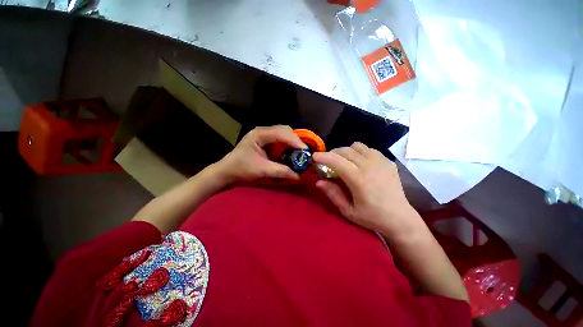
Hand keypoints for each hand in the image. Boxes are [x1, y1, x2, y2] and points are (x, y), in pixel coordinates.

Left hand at [215, 125, 306, 183]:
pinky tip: (291, 153)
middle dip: (295, 140)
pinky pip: (280, 141)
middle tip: (304, 151)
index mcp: (260, 134)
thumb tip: (298, 175)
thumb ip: (281, 171)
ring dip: (292, 143)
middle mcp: (263, 132)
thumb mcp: (262, 170)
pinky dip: (288, 147)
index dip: (295, 140)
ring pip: (284, 134)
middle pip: (284, 130)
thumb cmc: (241, 169)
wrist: (227, 173)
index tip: (305, 150)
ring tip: (300, 152)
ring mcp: (264, 136)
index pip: (282, 133)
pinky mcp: (265, 143)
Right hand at [313, 142, 423, 238]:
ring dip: (346, 151)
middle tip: (328, 162)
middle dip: (332, 153)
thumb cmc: (372, 217)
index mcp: (359, 180)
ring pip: (357, 146)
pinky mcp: (387, 161)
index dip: (324, 157)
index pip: (337, 161)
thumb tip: (318, 181)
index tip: (314, 157)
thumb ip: (333, 194)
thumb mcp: (348, 211)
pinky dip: (359, 152)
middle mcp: (370, 166)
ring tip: (344, 161)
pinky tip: (359, 163)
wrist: (400, 218)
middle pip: (345, 151)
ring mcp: (380, 162)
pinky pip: (369, 149)